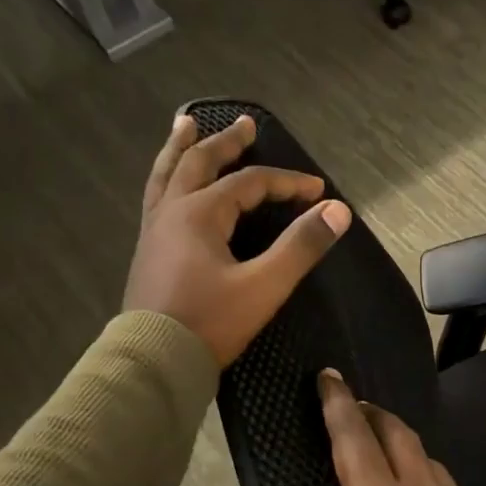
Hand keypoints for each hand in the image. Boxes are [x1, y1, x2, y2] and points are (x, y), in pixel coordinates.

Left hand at [123, 112, 351, 367]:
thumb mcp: (264, 286)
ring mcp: (154, 231)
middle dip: (225, 142)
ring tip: (184, 125)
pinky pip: (156, 199)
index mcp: (200, 213)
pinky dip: (166, 179)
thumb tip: (338, 211)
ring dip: (180, 148)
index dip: (287, 182)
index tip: (318, 191)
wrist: (155, 361)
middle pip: (199, 163)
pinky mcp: (147, 253)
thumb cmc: (210, 323)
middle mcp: (172, 212)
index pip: (250, 183)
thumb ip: (301, 246)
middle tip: (244, 124)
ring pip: (166, 175)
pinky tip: (169, 185)